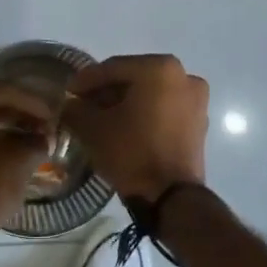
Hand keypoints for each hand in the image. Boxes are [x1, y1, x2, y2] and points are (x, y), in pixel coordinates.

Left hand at [0, 82, 55, 230]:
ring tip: (27, 138)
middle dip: (16, 113)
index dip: (34, 105)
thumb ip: (37, 139)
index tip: (53, 117)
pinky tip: (3, 149)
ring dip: (0, 125)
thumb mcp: (22, 157)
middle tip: (41, 126)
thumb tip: (44, 136)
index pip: (6, 92)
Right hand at [63, 54, 208, 203]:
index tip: (67, 92)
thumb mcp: (93, 128)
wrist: (172, 198)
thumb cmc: (132, 152)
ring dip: (125, 103)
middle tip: (82, 105)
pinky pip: (164, 109)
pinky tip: (124, 128)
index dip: (86, 80)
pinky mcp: (199, 123)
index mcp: (160, 68)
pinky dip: (144, 114)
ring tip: (101, 119)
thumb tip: (71, 104)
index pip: (113, 68)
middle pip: (133, 78)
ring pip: (150, 94)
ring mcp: (196, 100)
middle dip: (106, 91)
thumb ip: (76, 108)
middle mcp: (184, 76)